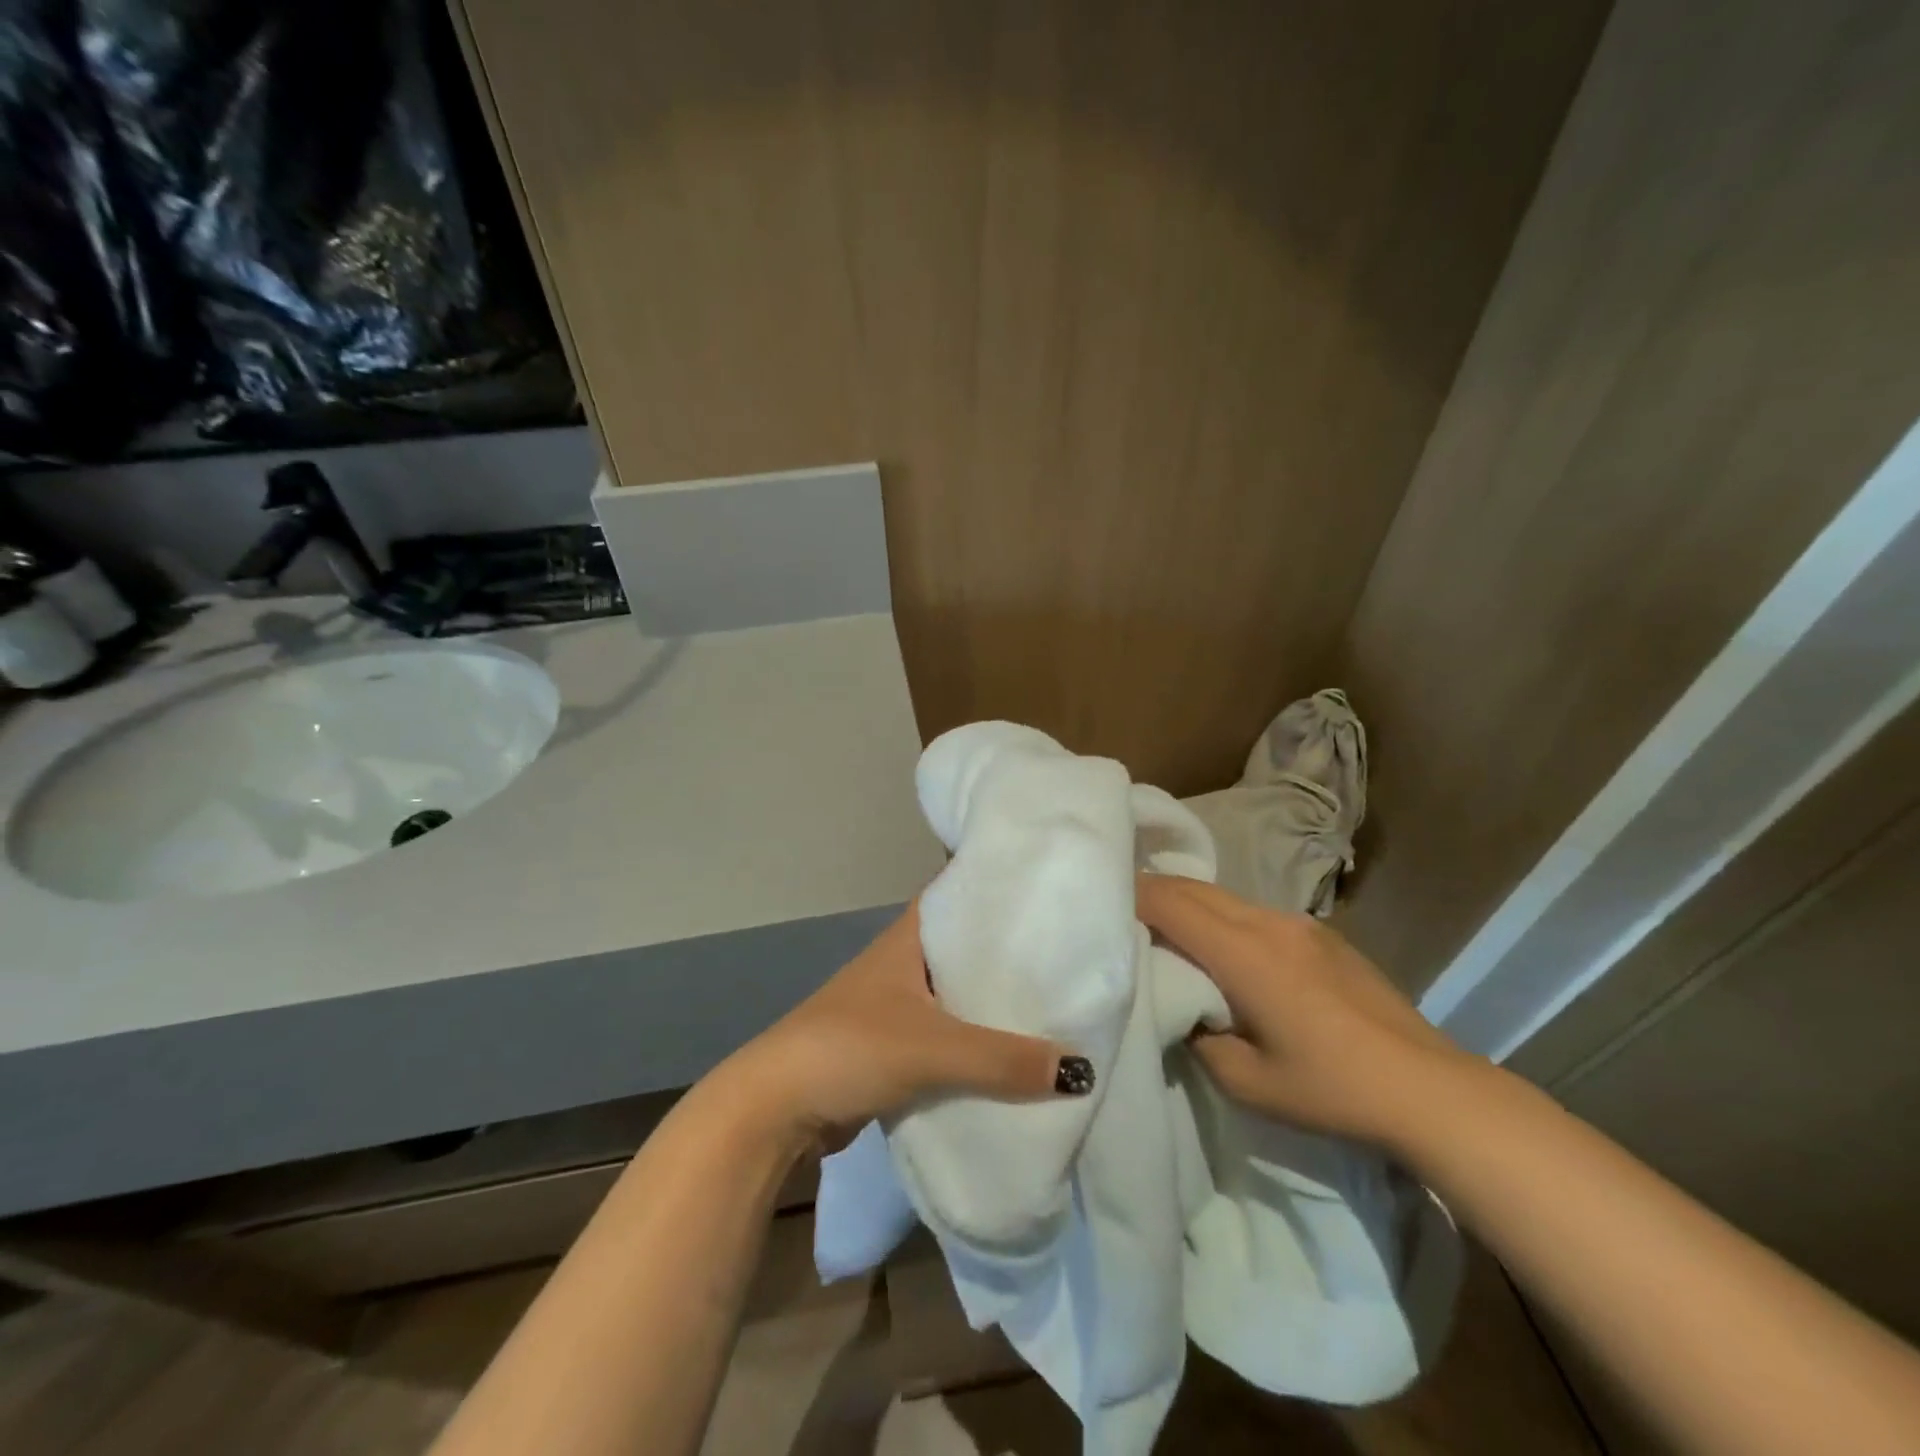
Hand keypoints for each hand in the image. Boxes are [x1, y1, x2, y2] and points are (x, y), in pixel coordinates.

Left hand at [716, 903, 1086, 1147]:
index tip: (1051, 887)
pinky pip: (950, 1034)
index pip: (961, 892)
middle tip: (1072, 951)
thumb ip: (1002, 1060)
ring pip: (960, 993)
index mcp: (909, 937)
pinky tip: (1015, 1054)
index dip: (1000, 885)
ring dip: (995, 1002)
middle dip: (1012, 951)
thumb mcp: (931, 1049)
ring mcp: (899, 1003)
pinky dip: (978, 1041)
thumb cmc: (849, 1048)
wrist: (777, 1108)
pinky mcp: (896, 1044)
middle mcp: (905, 961)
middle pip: (968, 946)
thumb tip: (1082, 1069)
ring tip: (1058, 1002)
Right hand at [1136, 875, 1483, 1145]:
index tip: (1101, 901)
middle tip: (1120, 909)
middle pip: (1194, 889)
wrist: (1428, 1088)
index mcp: (1243, 953)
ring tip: (1165, 928)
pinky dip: (1222, 918)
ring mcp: (1298, 924)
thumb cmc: (1330, 1088)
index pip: (1170, 904)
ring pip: (1224, 897)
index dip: (1131, 896)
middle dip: (1153, 892)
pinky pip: (1254, 913)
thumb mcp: (1245, 1081)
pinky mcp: (1321, 935)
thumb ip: (1199, 1037)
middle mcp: (1267, 922)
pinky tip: (1223, 949)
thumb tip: (1185, 1011)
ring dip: (1189, 905)